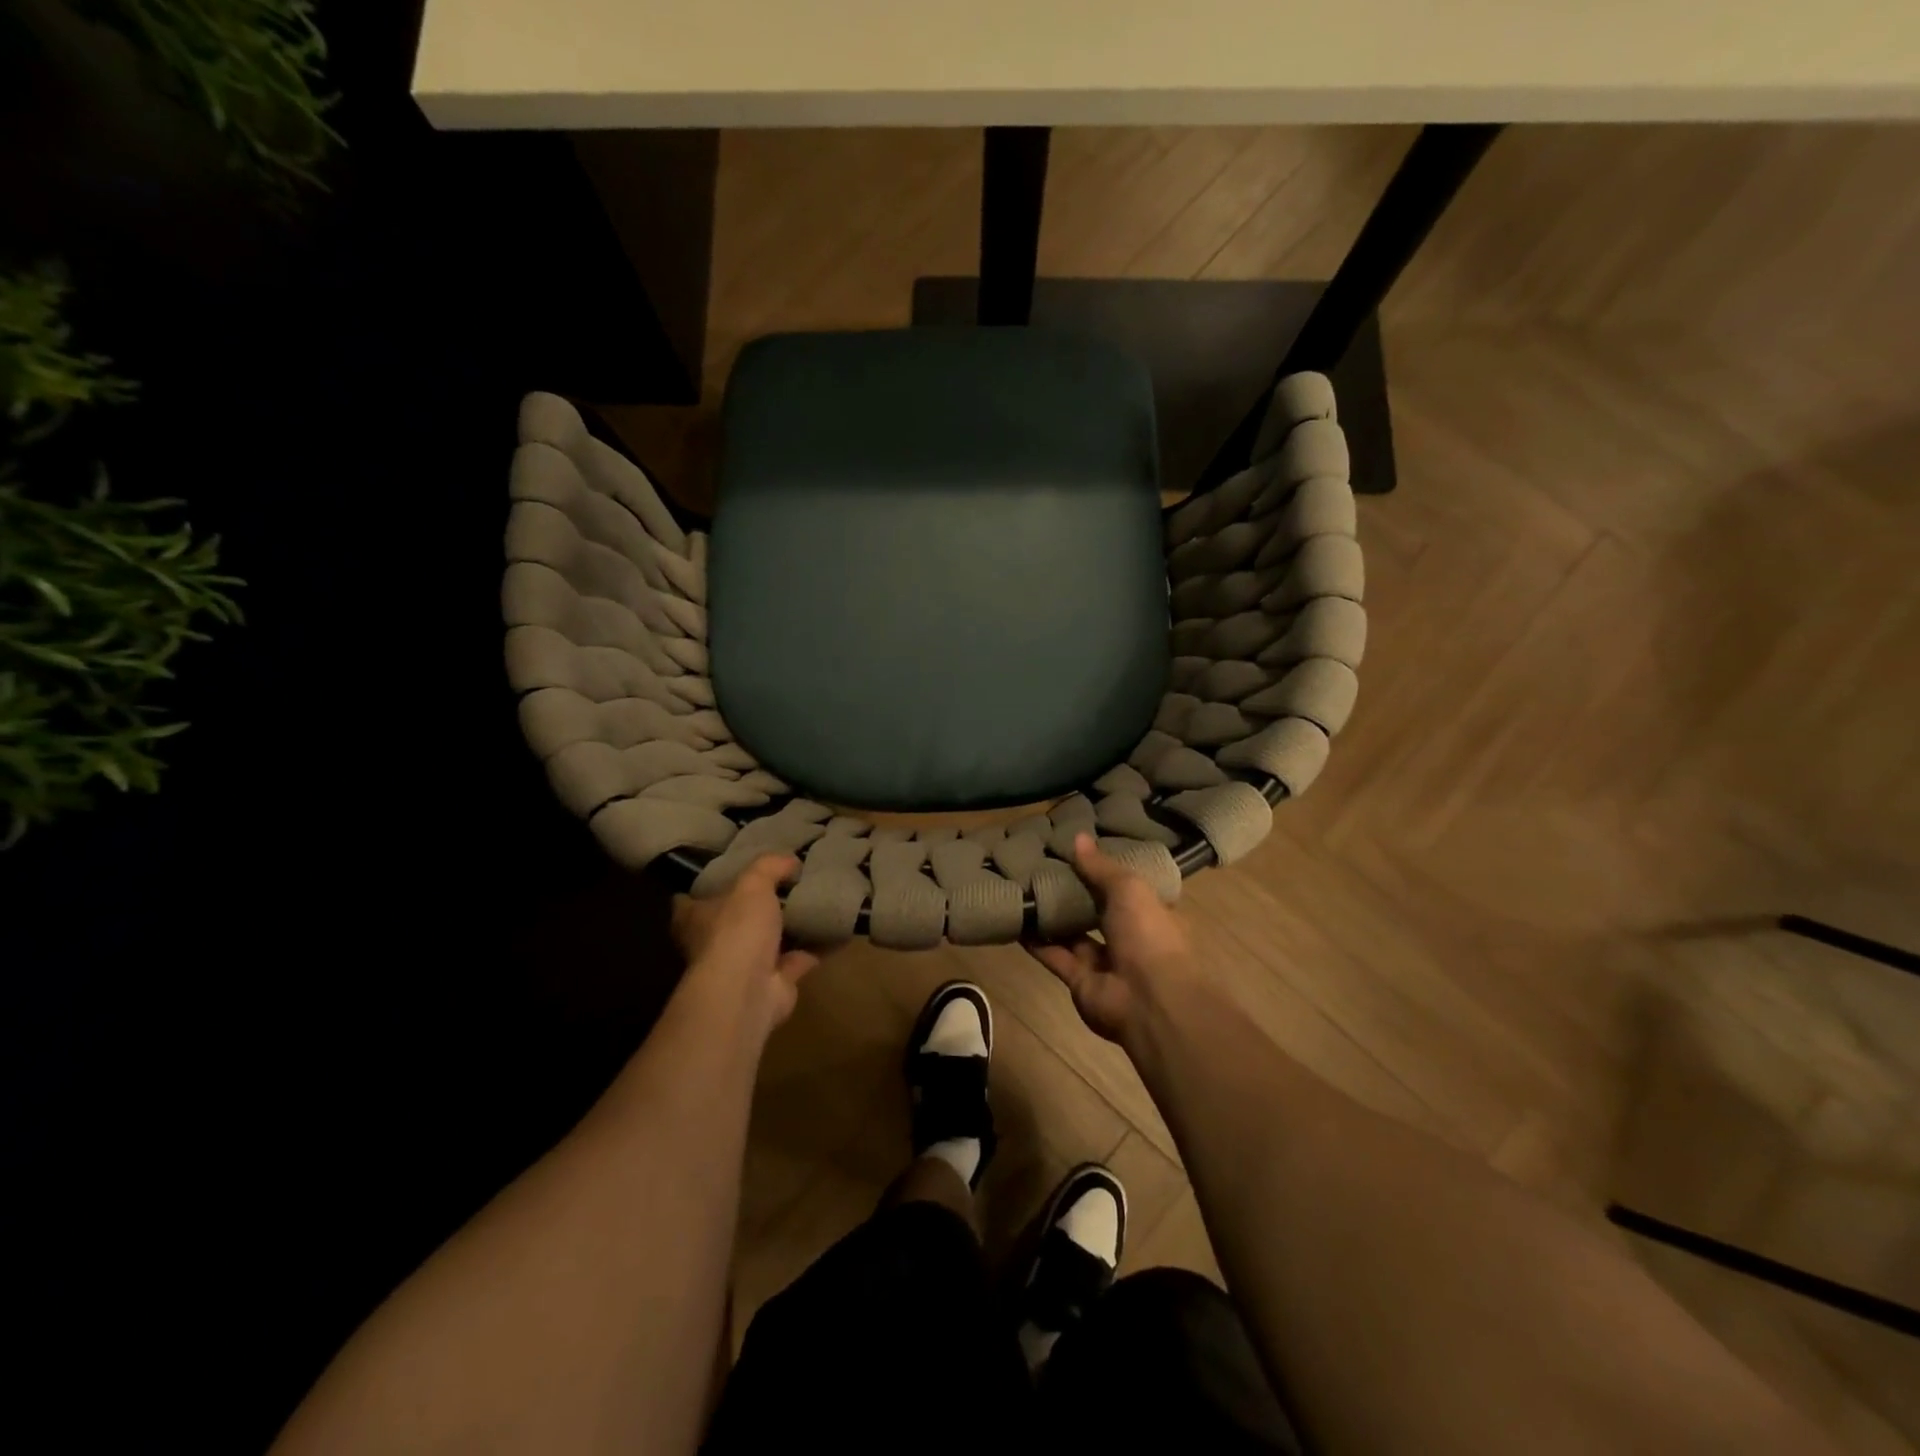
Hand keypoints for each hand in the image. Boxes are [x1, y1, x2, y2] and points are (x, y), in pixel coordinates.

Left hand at [672, 856, 819, 1035]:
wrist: (747, 990)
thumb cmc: (737, 930)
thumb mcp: (752, 884)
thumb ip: (769, 867)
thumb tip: (790, 860)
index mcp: (696, 919)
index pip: (688, 901)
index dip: (705, 886)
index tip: (727, 873)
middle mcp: (714, 945)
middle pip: (731, 922)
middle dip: (753, 908)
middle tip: (782, 885)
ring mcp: (742, 968)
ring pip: (766, 944)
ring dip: (787, 931)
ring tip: (812, 905)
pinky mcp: (771, 985)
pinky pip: (796, 961)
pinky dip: (814, 950)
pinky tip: (834, 932)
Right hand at [1023, 833, 1197, 1046]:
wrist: (1150, 1001)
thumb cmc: (1149, 935)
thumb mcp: (1129, 889)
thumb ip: (1100, 867)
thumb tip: (1078, 836)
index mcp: (1149, 912)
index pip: (1126, 888)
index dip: (1104, 870)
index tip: (1079, 851)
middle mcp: (1128, 936)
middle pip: (1096, 910)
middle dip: (1073, 892)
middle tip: (1042, 865)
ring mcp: (1104, 961)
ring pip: (1073, 933)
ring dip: (1051, 915)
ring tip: (1023, 887)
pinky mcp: (1079, 980)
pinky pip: (1054, 955)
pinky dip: (1036, 940)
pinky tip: (1015, 919)